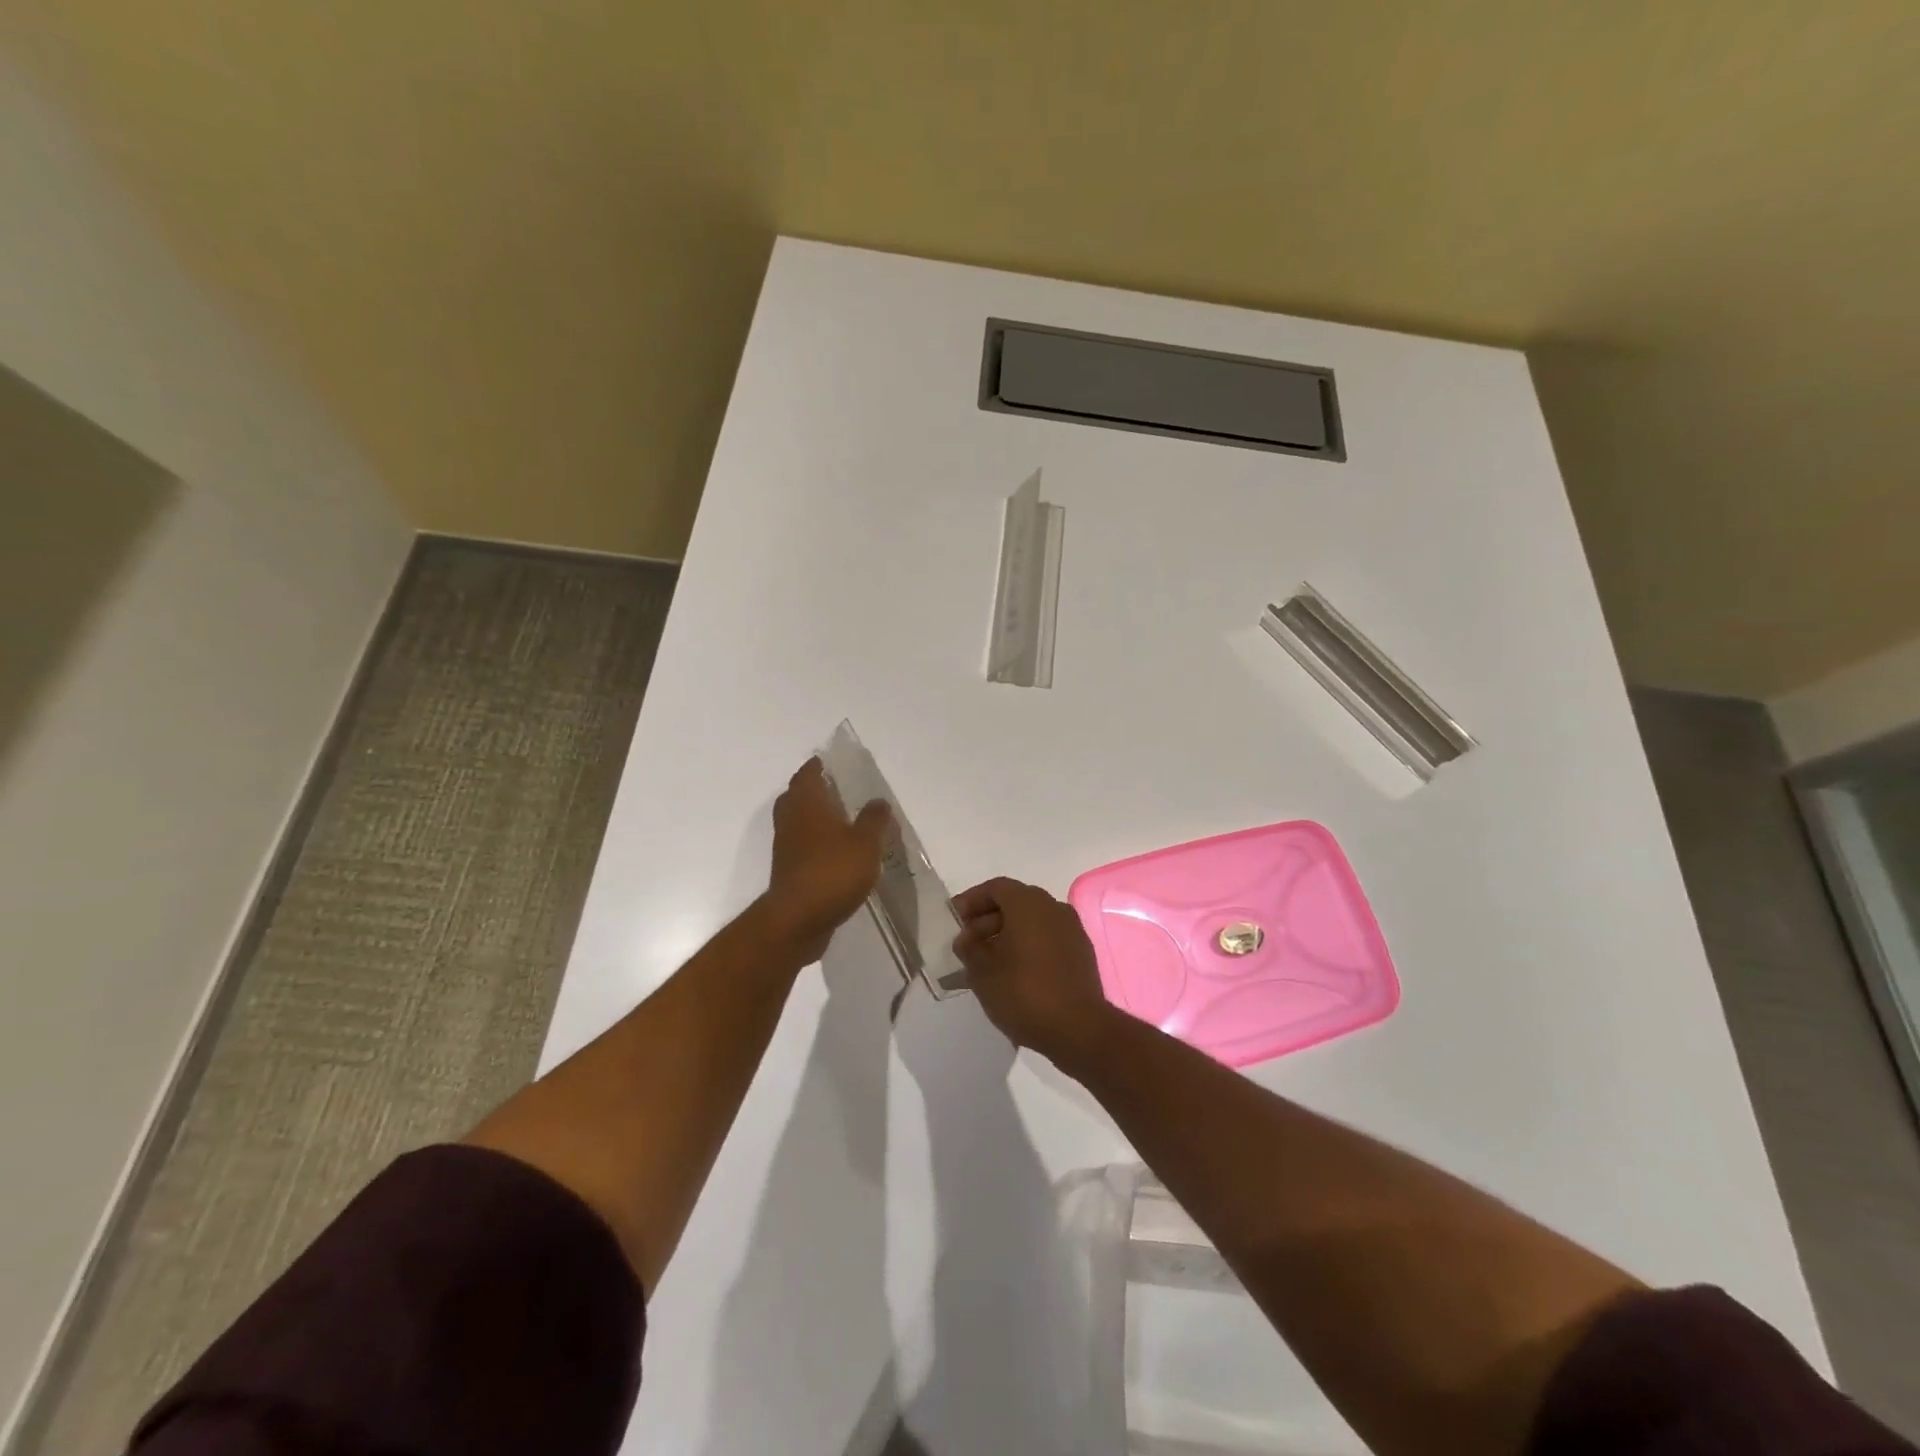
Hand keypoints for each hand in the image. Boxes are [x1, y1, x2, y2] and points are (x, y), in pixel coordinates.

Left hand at [764, 757, 892, 962]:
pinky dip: (815, 844)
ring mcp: (785, 847)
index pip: (808, 774)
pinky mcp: (788, 871)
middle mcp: (791, 820)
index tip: (832, 763)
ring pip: (797, 822)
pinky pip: (801, 847)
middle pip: (797, 796)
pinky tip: (837, 853)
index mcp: (807, 804)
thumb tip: (878, 801)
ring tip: (843, 821)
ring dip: (815, 818)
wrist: (798, 920)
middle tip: (838, 790)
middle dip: (814, 791)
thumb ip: (874, 820)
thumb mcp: (866, 843)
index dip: (818, 766)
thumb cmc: (833, 872)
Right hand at [951, 877, 1116, 1067]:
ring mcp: (1071, 931)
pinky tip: (1011, 975)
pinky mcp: (1081, 954)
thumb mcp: (982, 972)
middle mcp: (1053, 908)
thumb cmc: (1024, 992)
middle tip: (966, 946)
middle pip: (1014, 904)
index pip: (995, 888)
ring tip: (984, 964)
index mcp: (1029, 903)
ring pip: (1031, 924)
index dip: (971, 901)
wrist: (1079, 1030)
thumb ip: (969, 948)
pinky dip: (1026, 949)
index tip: (954, 920)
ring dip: (1006, 937)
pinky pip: (1046, 941)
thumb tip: (967, 938)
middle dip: (986, 921)